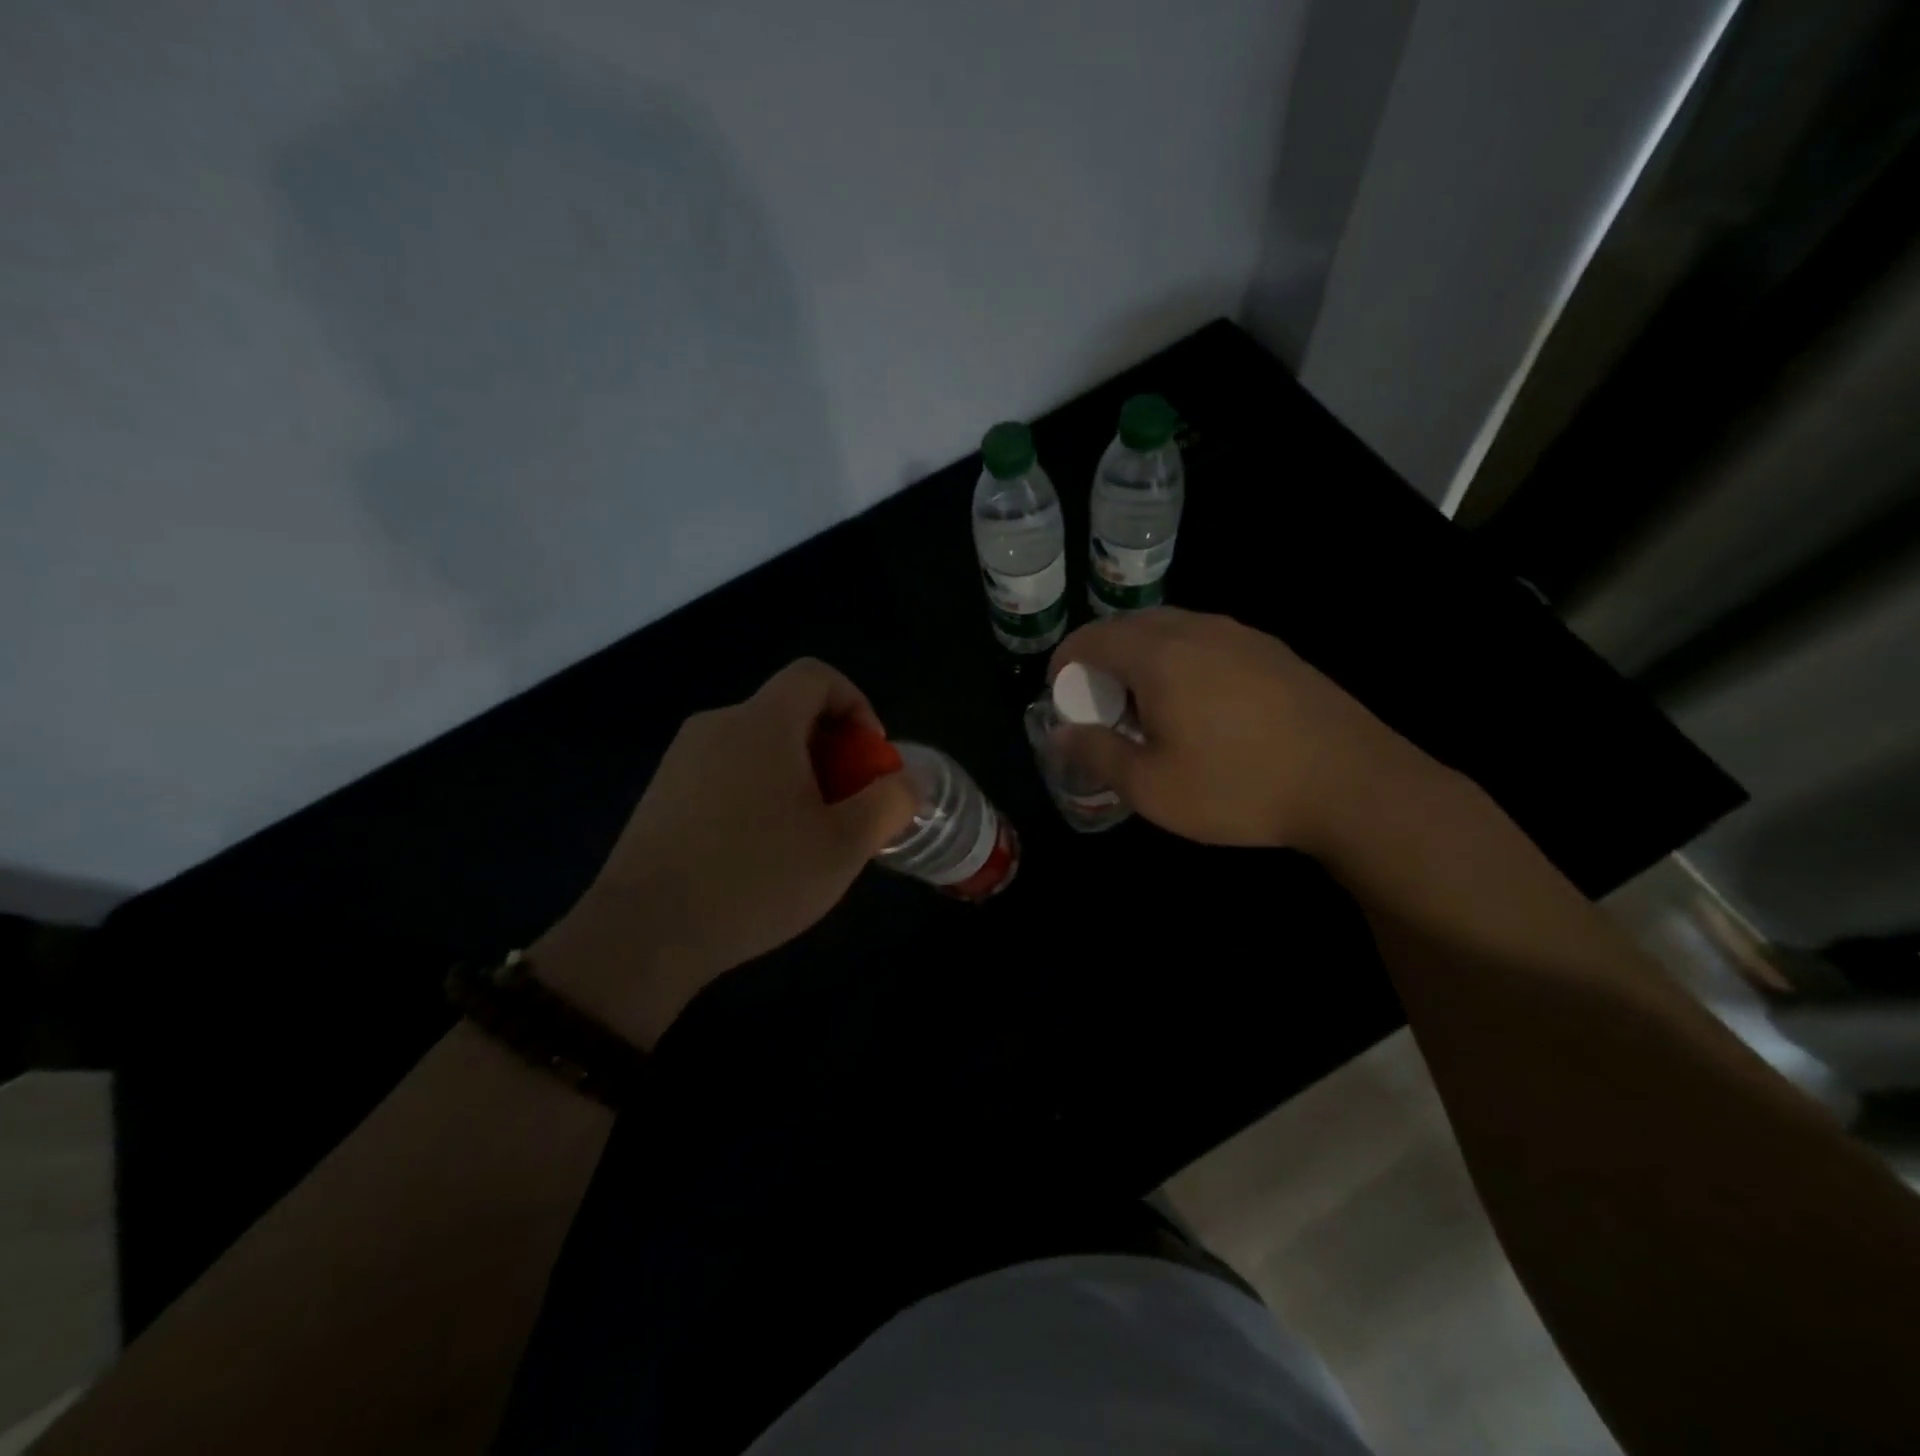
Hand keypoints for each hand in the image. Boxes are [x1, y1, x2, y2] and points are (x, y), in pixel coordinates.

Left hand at [534, 659, 916, 1048]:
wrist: (644, 933)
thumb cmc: (756, 879)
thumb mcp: (843, 846)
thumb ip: (888, 803)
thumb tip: (911, 779)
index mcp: (762, 723)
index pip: (815, 676)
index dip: (855, 703)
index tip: (869, 757)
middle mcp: (717, 725)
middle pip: (788, 711)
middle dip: (831, 749)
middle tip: (847, 804)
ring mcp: (682, 759)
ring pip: (757, 745)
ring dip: (795, 773)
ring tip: (808, 833)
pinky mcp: (661, 793)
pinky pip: (725, 771)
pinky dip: (757, 790)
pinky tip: (759, 850)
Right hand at [1049, 608, 1432, 852]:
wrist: (1352, 783)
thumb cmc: (1238, 786)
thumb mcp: (1152, 786)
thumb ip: (1097, 753)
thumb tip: (1060, 734)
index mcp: (1159, 655)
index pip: (1091, 637)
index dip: (1064, 663)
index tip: (1060, 698)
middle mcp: (1197, 629)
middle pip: (1129, 626)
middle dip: (1102, 659)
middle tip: (1101, 707)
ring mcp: (1241, 635)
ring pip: (1171, 630)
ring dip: (1143, 659)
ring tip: (1148, 708)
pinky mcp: (1273, 651)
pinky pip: (1207, 642)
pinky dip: (1182, 662)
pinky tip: (1200, 707)